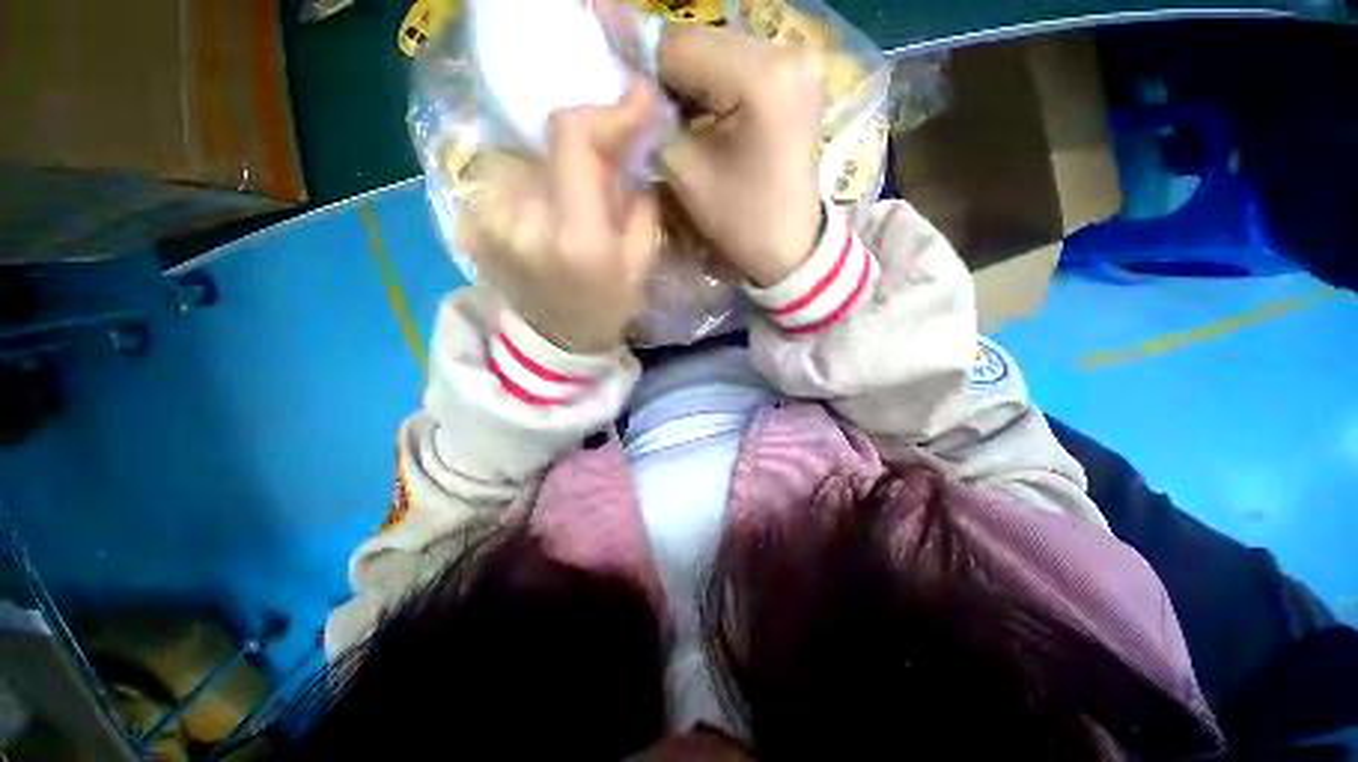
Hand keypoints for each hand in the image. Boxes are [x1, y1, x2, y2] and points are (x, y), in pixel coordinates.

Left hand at [463, 82, 660, 352]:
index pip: (572, 139)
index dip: (606, 112)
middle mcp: (521, 222)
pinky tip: (547, 207)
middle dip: (588, 142)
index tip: (638, 102)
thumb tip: (630, 153)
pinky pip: (506, 176)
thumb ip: (639, 202)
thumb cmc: (607, 308)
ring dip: (557, 164)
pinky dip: (533, 180)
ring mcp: (486, 221)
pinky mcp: (468, 222)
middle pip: (549, 142)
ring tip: (577, 194)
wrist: (557, 341)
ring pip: (526, 156)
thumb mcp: (642, 264)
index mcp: (575, 239)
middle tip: (611, 158)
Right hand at [658, 25, 823, 285]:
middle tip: (665, 122)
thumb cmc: (741, 221)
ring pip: (718, 49)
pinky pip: (740, 63)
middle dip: (673, 78)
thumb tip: (635, 94)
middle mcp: (787, 49)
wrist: (791, 246)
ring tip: (690, 123)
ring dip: (695, 82)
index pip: (678, 46)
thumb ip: (653, 125)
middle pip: (701, 40)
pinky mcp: (798, 73)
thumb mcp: (686, 175)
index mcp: (761, 78)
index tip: (642, 115)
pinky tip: (713, 116)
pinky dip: (717, 85)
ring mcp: (798, 58)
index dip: (649, 78)